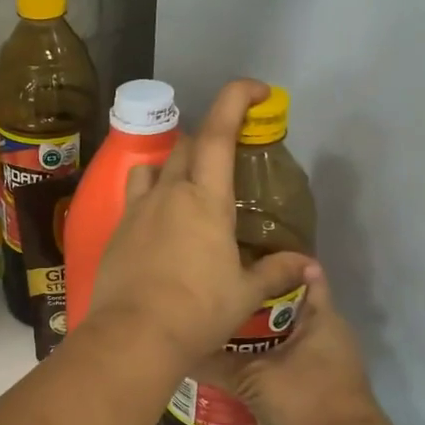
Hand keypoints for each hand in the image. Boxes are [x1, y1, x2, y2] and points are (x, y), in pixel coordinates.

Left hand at [86, 79, 318, 366]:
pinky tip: (161, 226)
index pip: (219, 133)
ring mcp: (135, 211)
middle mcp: (167, 194)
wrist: (132, 335)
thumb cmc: (196, 311)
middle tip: (230, 158)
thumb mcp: (244, 293)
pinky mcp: (116, 231)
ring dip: (173, 166)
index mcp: (204, 200)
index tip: (256, 89)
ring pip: (152, 168)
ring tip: (189, 188)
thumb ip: (275, 272)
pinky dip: (151, 197)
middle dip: (210, 140)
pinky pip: (134, 198)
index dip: (235, 99)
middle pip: (186, 147)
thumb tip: (308, 265)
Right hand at [195, 261, 386, 424]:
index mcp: (319, 315)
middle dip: (256, 295)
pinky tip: (240, 353)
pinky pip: (292, 347)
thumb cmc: (305, 400)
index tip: (239, 258)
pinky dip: (269, 346)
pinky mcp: (324, 373)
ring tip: (222, 319)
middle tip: (219, 291)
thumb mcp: (252, 380)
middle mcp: (327, 326)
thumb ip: (215, 364)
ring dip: (260, 324)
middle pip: (289, 300)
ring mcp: (328, 351)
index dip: (271, 262)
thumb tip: (179, 351)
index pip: (300, 271)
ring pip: (289, 326)